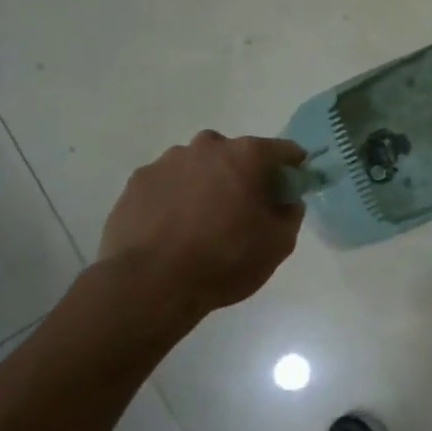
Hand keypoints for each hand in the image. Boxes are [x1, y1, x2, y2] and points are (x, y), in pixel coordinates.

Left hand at [96, 132, 306, 321]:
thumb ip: (290, 214)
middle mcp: (206, 147)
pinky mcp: (137, 182)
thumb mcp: (279, 244)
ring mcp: (166, 162)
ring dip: (207, 184)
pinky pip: (169, 184)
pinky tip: (174, 228)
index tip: (294, 184)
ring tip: (204, 222)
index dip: (293, 166)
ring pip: (198, 167)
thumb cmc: (225, 259)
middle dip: (244, 174)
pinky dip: (176, 198)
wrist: (150, 283)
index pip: (282, 150)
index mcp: (245, 155)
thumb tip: (287, 201)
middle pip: (235, 154)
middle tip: (245, 208)